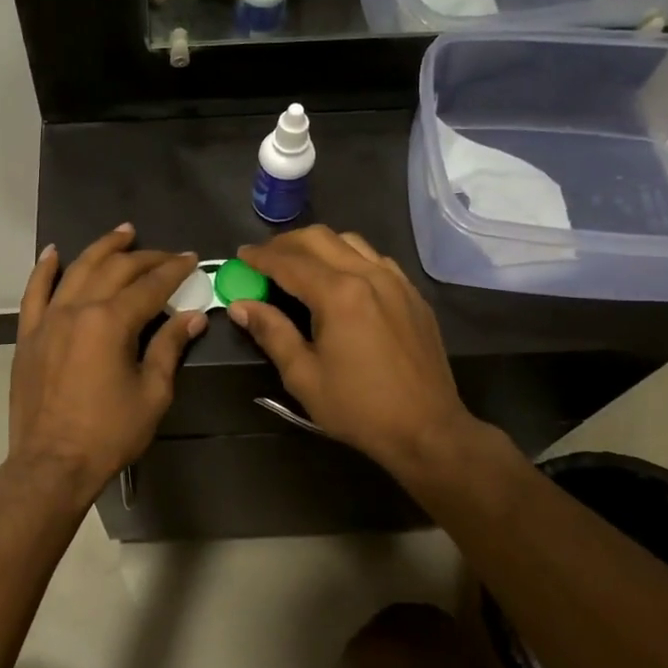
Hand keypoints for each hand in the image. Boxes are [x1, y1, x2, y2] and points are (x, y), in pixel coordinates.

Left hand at [7, 225, 205, 508]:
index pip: (149, 286)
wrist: (52, 464)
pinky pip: (34, 293)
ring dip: (101, 248)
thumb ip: (169, 347)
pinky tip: (54, 252)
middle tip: (167, 254)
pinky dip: (45, 270)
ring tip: (123, 233)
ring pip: (77, 270)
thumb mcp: (152, 393)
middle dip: (145, 258)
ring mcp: (48, 320)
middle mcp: (78, 310)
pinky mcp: (29, 335)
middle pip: (115, 270)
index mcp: (111, 322)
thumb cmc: (109, 433)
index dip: (174, 270)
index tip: (191, 259)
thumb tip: (193, 317)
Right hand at [228, 226, 482, 482]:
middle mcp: (368, 275)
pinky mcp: (413, 294)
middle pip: (319, 239)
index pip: (289, 262)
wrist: (428, 429)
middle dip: (285, 243)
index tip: (240, 256)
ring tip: (298, 265)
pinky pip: (375, 259)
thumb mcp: (303, 376)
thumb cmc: (359, 408)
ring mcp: (396, 282)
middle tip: (263, 258)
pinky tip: (340, 279)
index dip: (260, 256)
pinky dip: (348, 257)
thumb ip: (271, 332)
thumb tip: (241, 305)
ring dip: (318, 246)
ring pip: (350, 242)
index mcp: (339, 294)